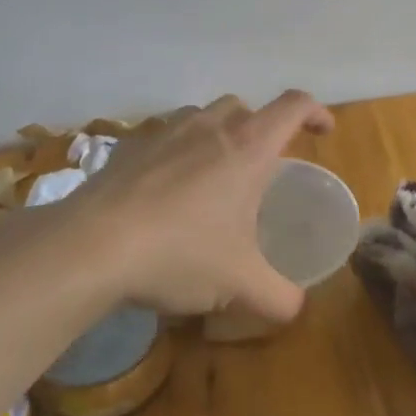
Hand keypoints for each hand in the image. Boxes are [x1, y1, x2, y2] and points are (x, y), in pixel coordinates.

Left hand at [42, 92, 333, 321]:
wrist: (91, 246)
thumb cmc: (180, 254)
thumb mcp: (239, 285)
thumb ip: (279, 298)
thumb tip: (296, 309)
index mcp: (247, 148)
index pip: (293, 106)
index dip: (315, 112)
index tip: (323, 132)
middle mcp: (209, 128)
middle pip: (246, 107)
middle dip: (261, 128)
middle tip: (262, 166)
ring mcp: (165, 131)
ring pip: (203, 116)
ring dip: (217, 135)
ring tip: (213, 177)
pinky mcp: (129, 146)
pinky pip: (164, 136)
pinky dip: (177, 152)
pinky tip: (166, 192)